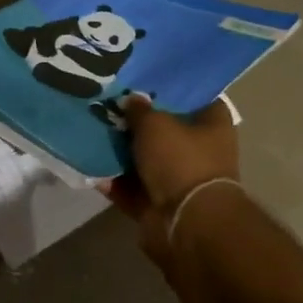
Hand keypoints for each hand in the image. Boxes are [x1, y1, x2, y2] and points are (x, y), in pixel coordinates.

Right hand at [103, 95, 241, 268]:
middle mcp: (200, 152)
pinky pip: (131, 188)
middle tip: (110, 105)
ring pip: (145, 160)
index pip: (197, 98)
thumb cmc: (180, 161)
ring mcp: (178, 181)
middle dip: (139, 122)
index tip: (146, 81)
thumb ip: (140, 110)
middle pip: (166, 130)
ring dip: (123, 152)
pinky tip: (90, 165)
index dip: (173, 89)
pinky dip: (114, 181)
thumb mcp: (155, 124)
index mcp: (212, 127)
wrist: (184, 222)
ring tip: (93, 132)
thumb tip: (132, 100)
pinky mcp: (158, 205)